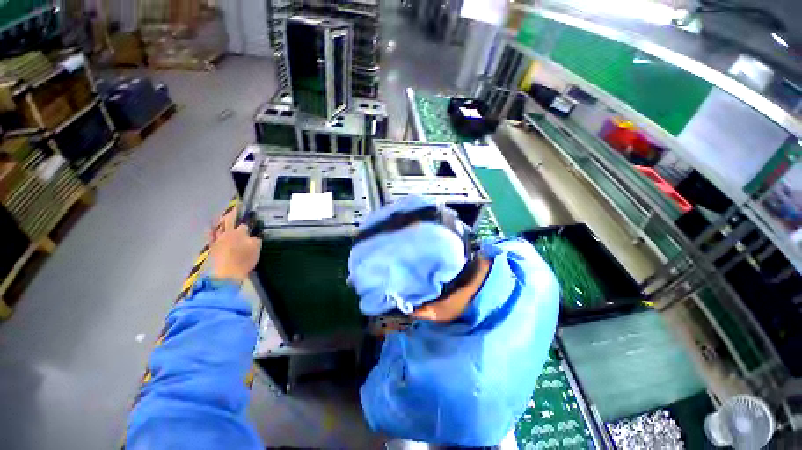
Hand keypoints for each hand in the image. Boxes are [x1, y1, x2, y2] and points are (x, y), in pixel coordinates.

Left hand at [208, 210, 260, 282]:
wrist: (228, 273)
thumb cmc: (245, 259)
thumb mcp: (256, 248)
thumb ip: (256, 239)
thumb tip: (254, 236)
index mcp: (240, 232)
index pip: (244, 225)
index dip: (248, 223)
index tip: (251, 220)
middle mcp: (228, 233)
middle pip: (229, 221)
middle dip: (232, 214)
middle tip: (235, 208)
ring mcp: (218, 239)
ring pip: (219, 226)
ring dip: (221, 220)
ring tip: (223, 215)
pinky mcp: (212, 247)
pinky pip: (210, 236)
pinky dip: (210, 230)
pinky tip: (210, 226)